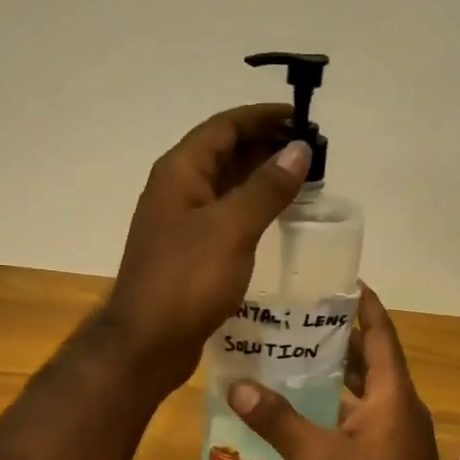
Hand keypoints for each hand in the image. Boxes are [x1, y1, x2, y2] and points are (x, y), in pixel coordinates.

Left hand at [104, 103, 310, 388]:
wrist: (148, 342)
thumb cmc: (187, 280)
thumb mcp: (231, 229)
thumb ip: (266, 188)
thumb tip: (299, 149)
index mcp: (181, 172)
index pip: (224, 127)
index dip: (262, 117)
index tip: (301, 117)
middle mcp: (178, 189)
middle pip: (224, 152)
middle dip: (266, 146)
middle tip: (311, 151)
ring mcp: (182, 222)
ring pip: (226, 185)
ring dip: (261, 178)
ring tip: (303, 180)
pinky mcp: (190, 251)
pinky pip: (226, 215)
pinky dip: (252, 209)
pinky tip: (278, 219)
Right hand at [227, 287, 459, 459]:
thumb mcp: (319, 458)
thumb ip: (279, 421)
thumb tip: (237, 386)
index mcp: (392, 392)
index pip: (379, 332)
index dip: (363, 303)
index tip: (340, 278)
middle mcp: (399, 404)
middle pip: (369, 357)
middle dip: (338, 335)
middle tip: (298, 315)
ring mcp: (397, 431)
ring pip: (364, 389)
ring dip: (335, 371)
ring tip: (293, 353)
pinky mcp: (390, 454)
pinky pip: (361, 414)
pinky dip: (336, 404)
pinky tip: (304, 407)